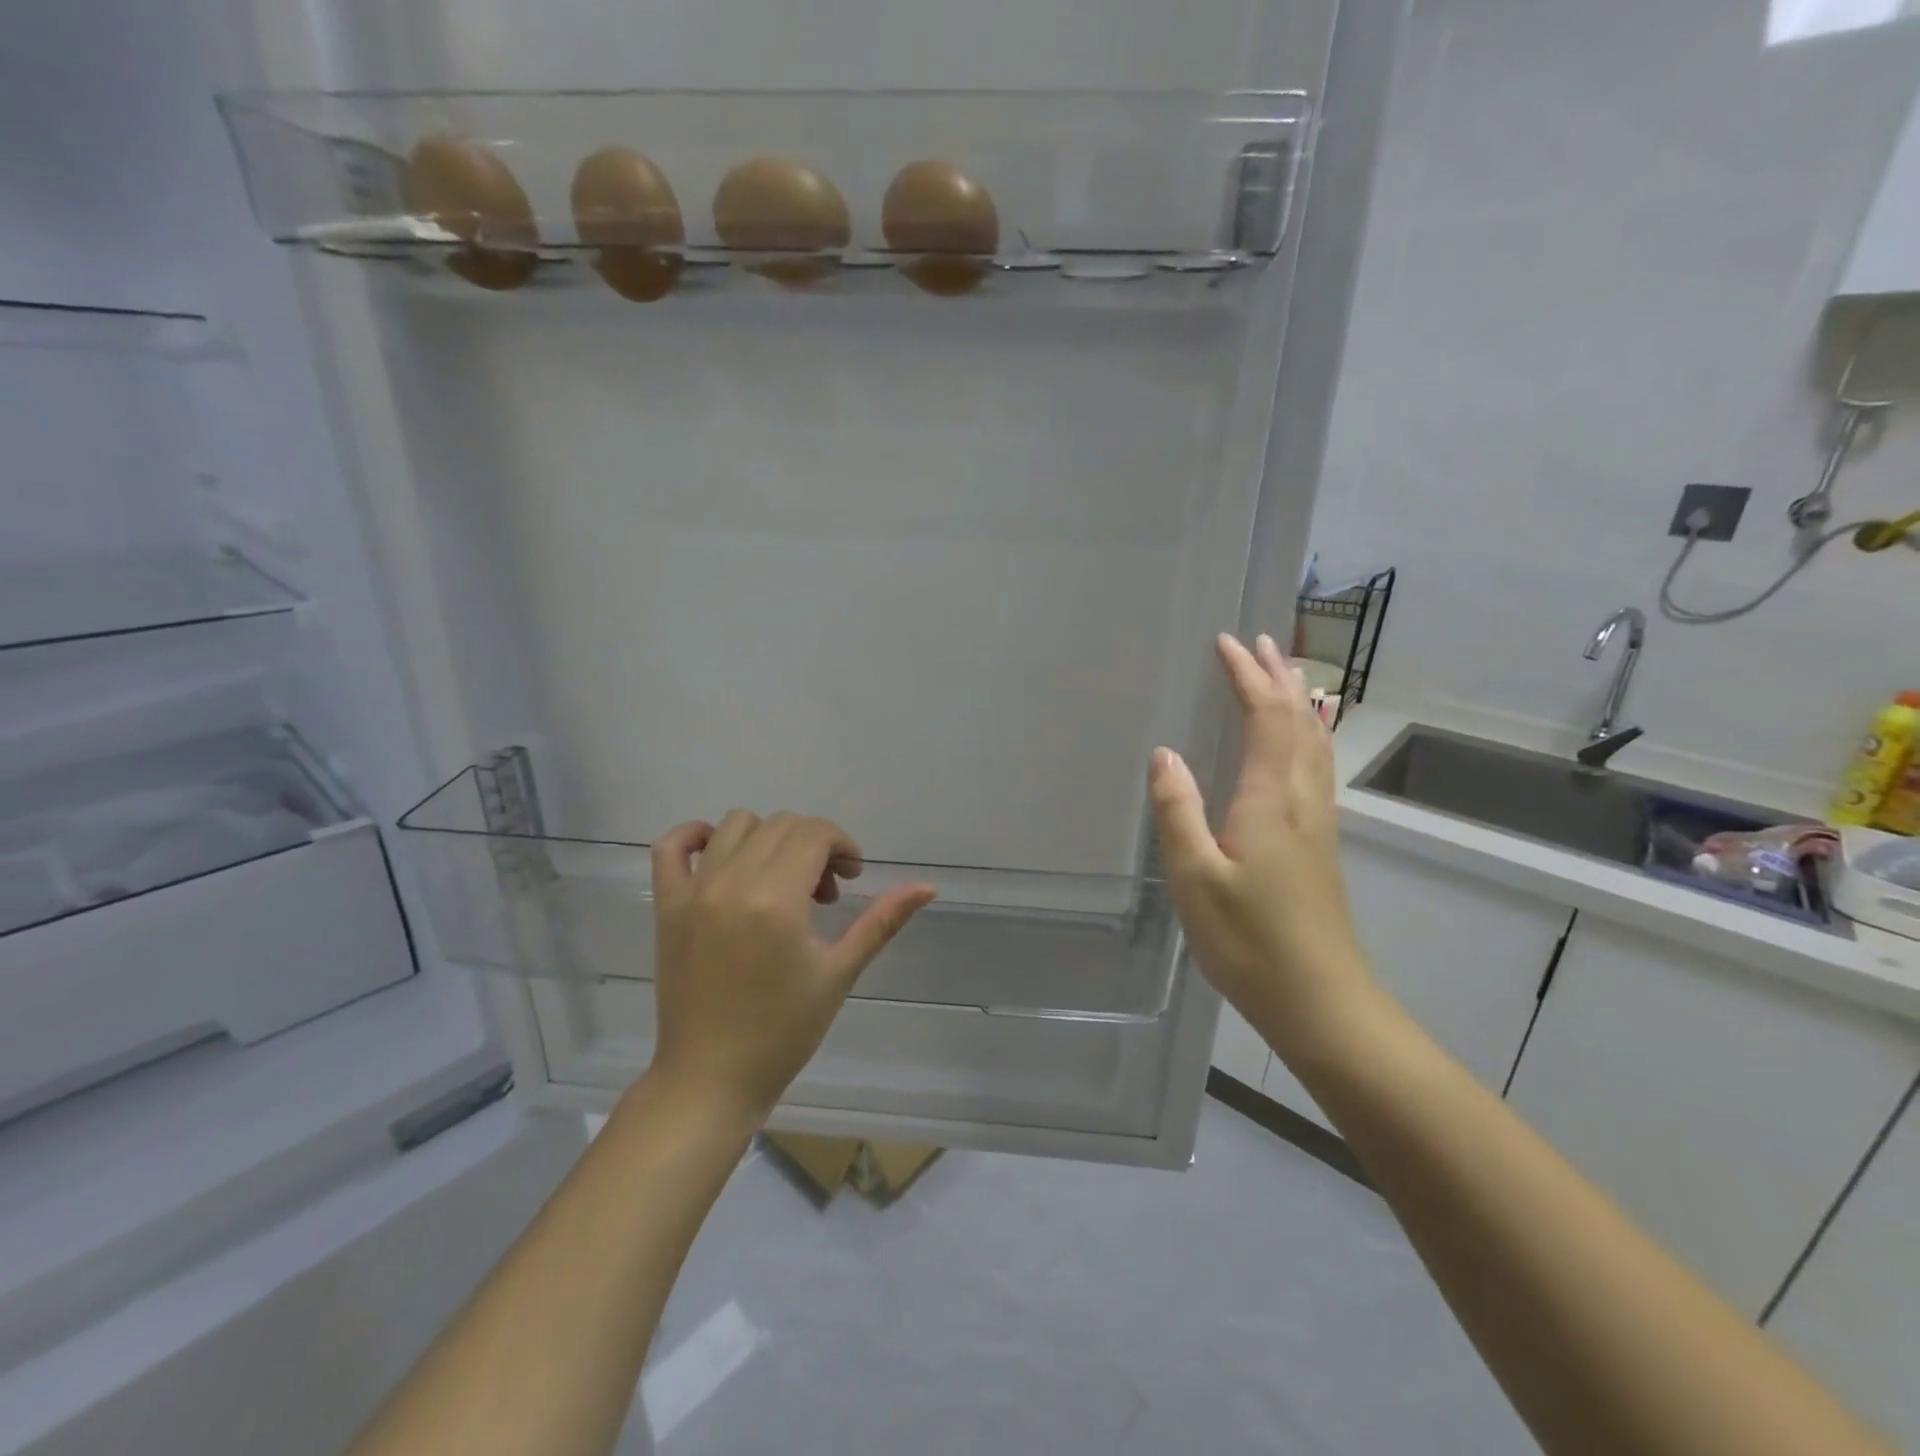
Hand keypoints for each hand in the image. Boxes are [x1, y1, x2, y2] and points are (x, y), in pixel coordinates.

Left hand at [647, 810, 935, 1125]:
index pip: (814, 833)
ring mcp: (693, 891)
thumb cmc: (783, 1031)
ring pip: (736, 826)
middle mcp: (731, 882)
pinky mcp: (667, 905)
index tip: (852, 877)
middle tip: (825, 892)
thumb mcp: (840, 972)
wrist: (711, 1079)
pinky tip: (721, 855)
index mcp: (775, 899)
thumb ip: (882, 921)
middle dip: (813, 845)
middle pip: (781, 826)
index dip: (842, 845)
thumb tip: (928, 886)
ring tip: (781, 882)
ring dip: (768, 840)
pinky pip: (671, 846)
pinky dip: (696, 836)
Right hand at [1149, 634, 1368, 1056]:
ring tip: (1283, 673)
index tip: (1226, 643)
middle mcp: (1302, 799)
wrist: (1321, 1001)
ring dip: (1296, 700)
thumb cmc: (1249, 941)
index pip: (1265, 718)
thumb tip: (1164, 754)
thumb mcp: (1195, 878)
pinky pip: (1315, 765)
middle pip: (1298, 720)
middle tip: (1258, 641)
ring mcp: (1317, 821)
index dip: (1247, 677)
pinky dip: (1306, 733)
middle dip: (1276, 676)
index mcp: (1271, 800)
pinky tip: (1298, 742)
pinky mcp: (1320, 842)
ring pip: (1313, 741)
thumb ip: (1179, 811)